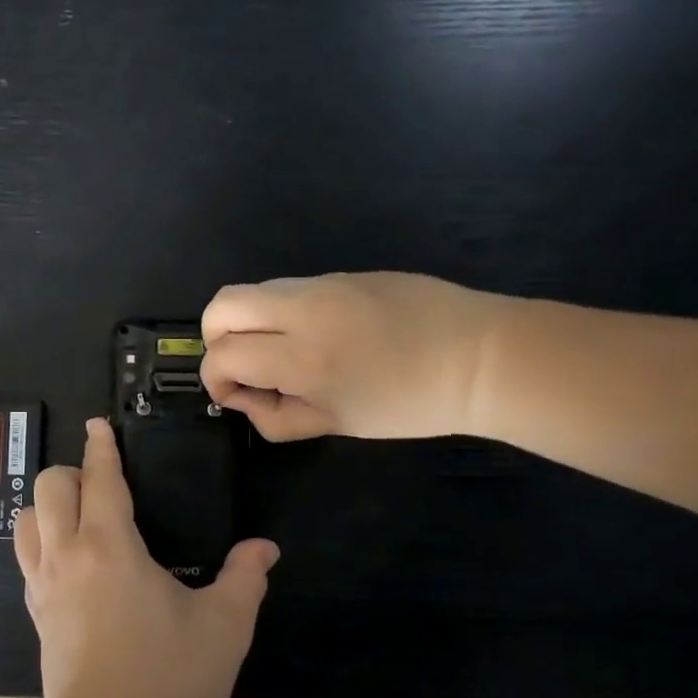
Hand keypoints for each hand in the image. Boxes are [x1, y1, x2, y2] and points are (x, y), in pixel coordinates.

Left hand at [15, 419, 278, 697]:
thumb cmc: (170, 682)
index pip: (98, 478)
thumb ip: (245, 577)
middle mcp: (66, 556)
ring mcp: (43, 588)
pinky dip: (41, 543)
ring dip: (47, 507)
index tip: (98, 425)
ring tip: (80, 519)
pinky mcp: (37, 618)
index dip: (100, 446)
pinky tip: (72, 564)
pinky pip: (27, 560)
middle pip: (48, 488)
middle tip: (103, 485)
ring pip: (25, 522)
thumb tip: (263, 548)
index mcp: (108, 547)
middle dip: (72, 472)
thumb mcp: (223, 627)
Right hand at [201, 272, 516, 441]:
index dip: (216, 378)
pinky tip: (318, 335)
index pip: (224, 354)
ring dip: (249, 322)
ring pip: (254, 290)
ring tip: (281, 351)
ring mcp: (324, 283)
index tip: (235, 394)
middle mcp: (303, 310)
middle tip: (242, 364)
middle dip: (216, 337)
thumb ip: (278, 418)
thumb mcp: (339, 424)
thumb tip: (242, 398)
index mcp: (303, 358)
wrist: (481, 357)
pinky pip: (291, 288)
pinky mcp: (343, 272)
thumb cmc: (410, 403)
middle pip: (222, 305)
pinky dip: (282, 312)